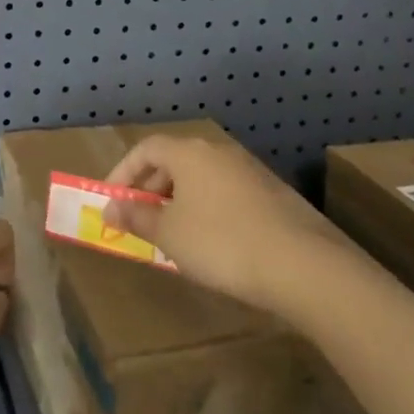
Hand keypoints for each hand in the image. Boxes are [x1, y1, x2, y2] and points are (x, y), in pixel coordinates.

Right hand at [103, 133, 346, 316]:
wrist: (303, 265)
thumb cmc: (222, 243)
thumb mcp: (170, 235)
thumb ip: (137, 218)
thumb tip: (110, 209)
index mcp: (190, 152)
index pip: (146, 149)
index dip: (123, 173)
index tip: (113, 202)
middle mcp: (219, 151)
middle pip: (174, 161)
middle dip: (151, 189)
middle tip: (141, 221)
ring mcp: (250, 170)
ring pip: (202, 178)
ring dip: (180, 201)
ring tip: (174, 236)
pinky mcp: (274, 194)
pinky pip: (227, 193)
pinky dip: (209, 210)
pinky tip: (213, 243)